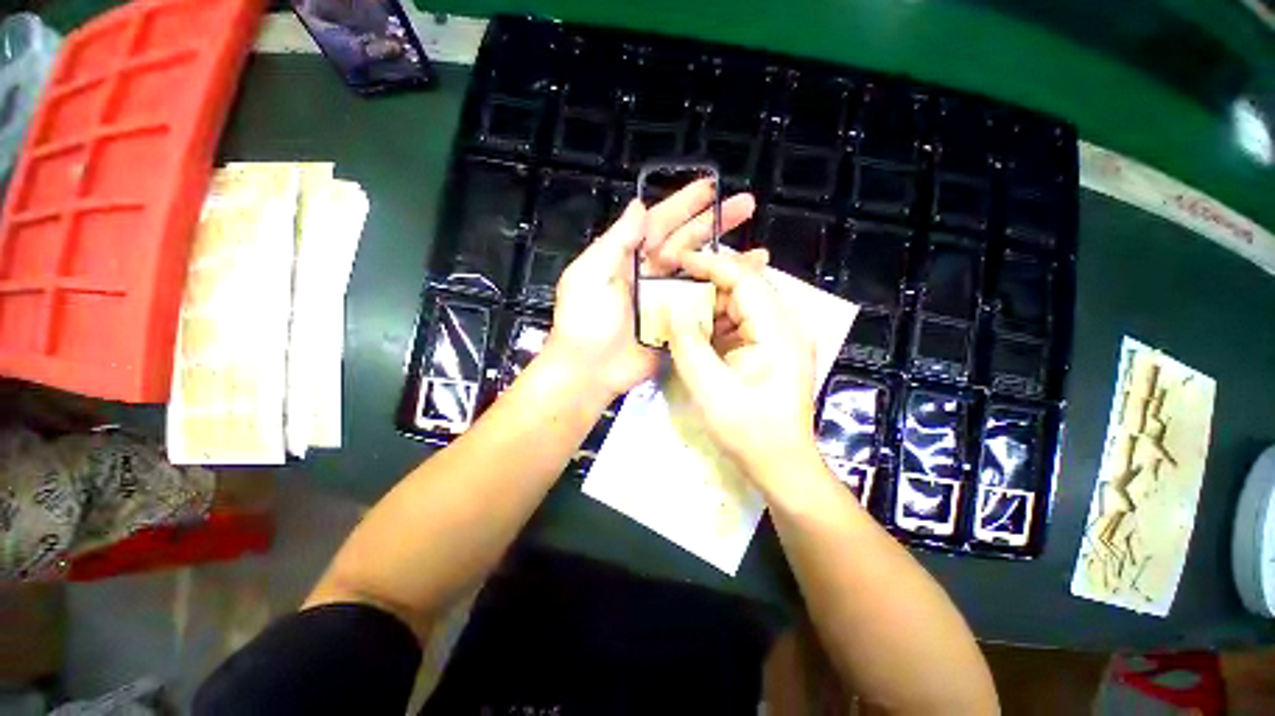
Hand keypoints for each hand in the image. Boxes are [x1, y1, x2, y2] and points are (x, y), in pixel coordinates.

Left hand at [541, 181, 755, 403]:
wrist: (588, 371)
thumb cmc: (584, 321)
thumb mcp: (589, 275)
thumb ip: (616, 241)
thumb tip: (639, 206)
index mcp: (628, 258)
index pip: (660, 224)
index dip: (684, 205)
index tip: (711, 188)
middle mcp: (651, 276)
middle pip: (688, 244)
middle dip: (716, 224)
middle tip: (747, 207)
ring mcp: (667, 301)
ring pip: (700, 274)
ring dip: (727, 262)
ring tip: (759, 252)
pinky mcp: (677, 325)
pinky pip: (702, 307)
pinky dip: (723, 298)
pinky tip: (745, 290)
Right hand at [667, 250, 821, 496]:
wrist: (780, 464)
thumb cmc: (750, 432)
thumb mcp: (710, 390)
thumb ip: (688, 345)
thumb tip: (671, 308)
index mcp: (779, 331)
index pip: (746, 278)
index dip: (711, 264)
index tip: (677, 262)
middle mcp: (786, 325)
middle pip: (744, 287)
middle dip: (706, 284)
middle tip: (671, 287)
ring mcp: (780, 337)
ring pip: (741, 304)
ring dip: (709, 304)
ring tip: (678, 309)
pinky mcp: (771, 348)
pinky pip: (740, 323)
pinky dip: (716, 323)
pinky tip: (695, 331)